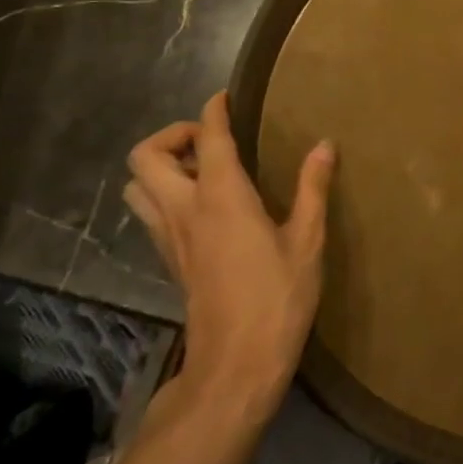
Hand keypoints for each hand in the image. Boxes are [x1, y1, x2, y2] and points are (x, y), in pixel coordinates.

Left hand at [125, 91, 335, 424]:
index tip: (225, 97)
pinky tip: (205, 206)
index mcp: (221, 198)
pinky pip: (151, 212)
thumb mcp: (307, 240)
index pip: (208, 137)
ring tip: (205, 170)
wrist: (235, 366)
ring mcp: (170, 238)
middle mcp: (185, 210)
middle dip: (172, 135)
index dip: (214, 111)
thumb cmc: (277, 298)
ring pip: (138, 187)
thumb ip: (312, 188)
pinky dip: (166, 194)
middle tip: (212, 140)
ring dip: (162, 167)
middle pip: (146, 157)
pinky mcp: (170, 261)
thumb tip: (324, 145)